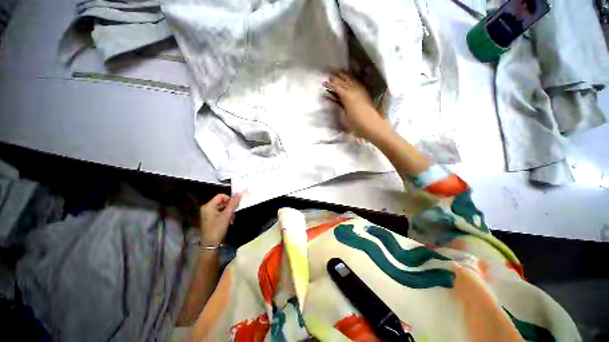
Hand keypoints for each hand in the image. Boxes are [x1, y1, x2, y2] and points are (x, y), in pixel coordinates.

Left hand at [199, 193, 241, 244]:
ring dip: (229, 211)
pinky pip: (220, 213)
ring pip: (222, 207)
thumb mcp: (227, 215)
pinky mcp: (211, 219)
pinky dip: (226, 215)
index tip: (235, 205)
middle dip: (230, 206)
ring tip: (233, 218)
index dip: (229, 198)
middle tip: (235, 211)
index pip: (221, 196)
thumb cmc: (218, 228)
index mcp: (209, 206)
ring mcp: (208, 214)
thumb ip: (233, 203)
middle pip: (222, 201)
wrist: (211, 244)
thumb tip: (240, 193)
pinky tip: (230, 221)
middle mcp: (207, 208)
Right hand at [323, 72, 389, 140]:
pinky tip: (352, 79)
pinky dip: (354, 80)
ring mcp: (361, 92)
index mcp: (347, 97)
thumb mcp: (345, 117)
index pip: (337, 88)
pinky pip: (358, 84)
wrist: (373, 126)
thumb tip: (336, 101)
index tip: (324, 82)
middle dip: (337, 79)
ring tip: (340, 72)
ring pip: (352, 81)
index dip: (330, 85)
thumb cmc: (356, 125)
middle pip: (344, 82)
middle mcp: (354, 92)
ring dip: (345, 76)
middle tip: (330, 76)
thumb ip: (340, 107)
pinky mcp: (366, 94)